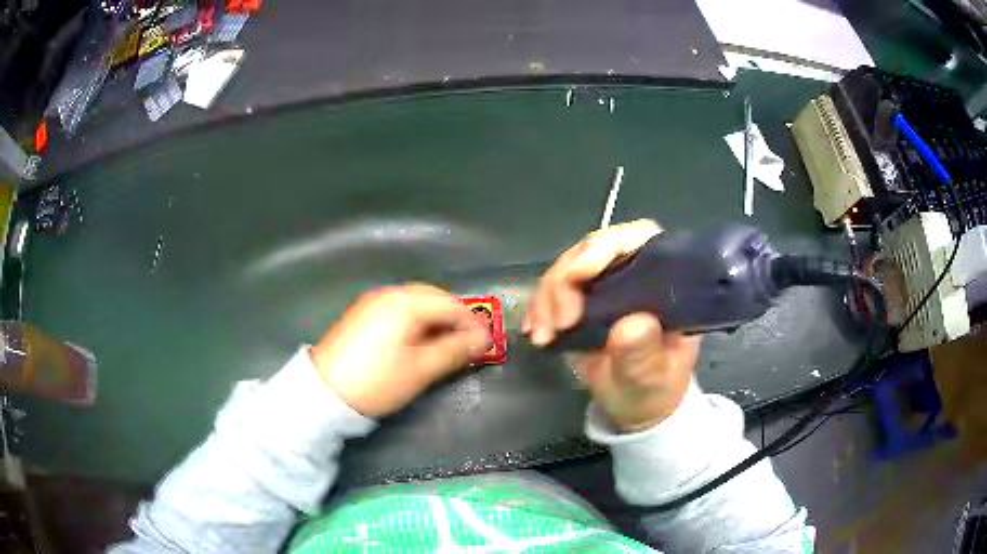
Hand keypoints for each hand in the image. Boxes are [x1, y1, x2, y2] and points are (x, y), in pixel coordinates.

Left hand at [309, 284, 490, 416]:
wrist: (324, 392)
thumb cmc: (378, 381)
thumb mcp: (421, 370)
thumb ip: (455, 351)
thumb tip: (484, 340)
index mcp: (405, 303)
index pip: (450, 304)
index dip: (473, 323)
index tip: (488, 343)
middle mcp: (389, 293)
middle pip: (433, 298)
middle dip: (455, 318)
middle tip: (471, 343)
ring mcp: (373, 302)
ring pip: (416, 303)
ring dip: (437, 319)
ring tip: (449, 344)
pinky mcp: (363, 314)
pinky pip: (399, 309)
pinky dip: (417, 321)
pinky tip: (420, 340)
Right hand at [524, 219, 701, 430]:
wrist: (636, 404)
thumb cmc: (653, 389)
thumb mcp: (652, 378)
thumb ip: (644, 354)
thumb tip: (632, 324)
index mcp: (663, 282)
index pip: (639, 238)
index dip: (608, 245)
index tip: (581, 273)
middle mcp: (634, 272)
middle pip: (594, 248)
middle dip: (566, 279)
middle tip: (559, 322)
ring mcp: (606, 283)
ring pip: (567, 266)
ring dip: (547, 296)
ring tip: (543, 336)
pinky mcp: (582, 298)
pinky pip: (552, 288)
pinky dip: (539, 307)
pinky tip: (535, 332)